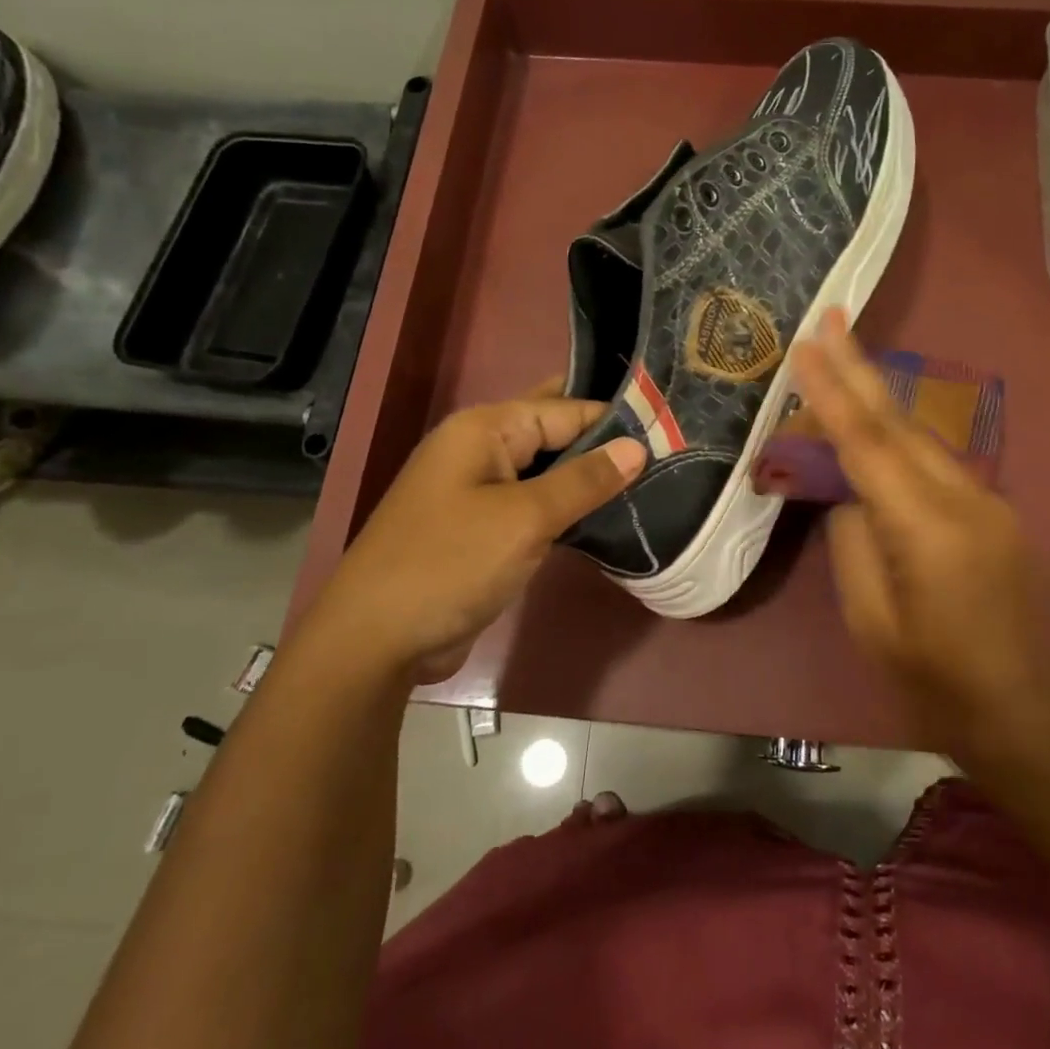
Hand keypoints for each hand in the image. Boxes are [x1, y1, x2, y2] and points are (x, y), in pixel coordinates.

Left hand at [299, 381, 643, 684]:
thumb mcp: (525, 518)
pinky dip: (568, 507)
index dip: (616, 418)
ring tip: (653, 478)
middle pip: (554, 432)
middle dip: (603, 441)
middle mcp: (481, 450)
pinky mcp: (483, 528)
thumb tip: (637, 447)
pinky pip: (535, 504)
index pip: (565, 409)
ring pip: (547, 471)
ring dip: (589, 477)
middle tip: (667, 447)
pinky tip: (608, 514)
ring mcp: (479, 490)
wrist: (377, 639)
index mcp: (485, 429)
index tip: (672, 428)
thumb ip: (584, 480)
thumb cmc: (451, 564)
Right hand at [792, 311, 1049, 766]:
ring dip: (878, 398)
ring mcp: (986, 501)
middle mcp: (964, 499)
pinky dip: (898, 436)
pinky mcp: (992, 511)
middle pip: (900, 422)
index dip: (833, 392)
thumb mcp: (869, 617)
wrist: (1020, 709)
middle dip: (861, 367)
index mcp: (927, 529)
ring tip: (842, 358)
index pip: (868, 444)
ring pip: (920, 436)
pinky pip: (934, 462)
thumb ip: (852, 540)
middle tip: (831, 317)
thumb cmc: (931, 677)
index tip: (806, 346)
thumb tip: (849, 493)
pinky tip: (875, 426)